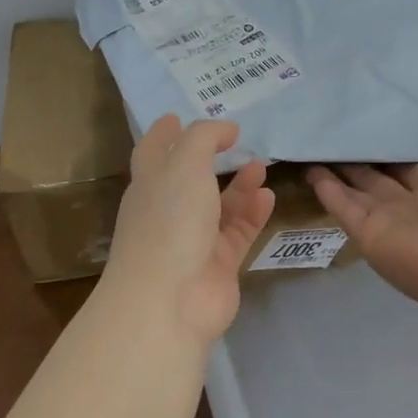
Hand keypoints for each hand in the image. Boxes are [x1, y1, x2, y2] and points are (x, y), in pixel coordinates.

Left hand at [103, 116, 275, 342]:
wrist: (169, 301)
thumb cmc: (169, 221)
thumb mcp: (184, 164)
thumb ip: (205, 138)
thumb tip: (225, 129)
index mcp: (149, 184)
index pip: (152, 151)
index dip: (163, 133)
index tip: (175, 117)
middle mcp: (168, 211)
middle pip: (188, 178)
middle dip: (208, 159)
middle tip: (234, 141)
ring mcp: (193, 240)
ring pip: (219, 206)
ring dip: (240, 185)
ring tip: (262, 167)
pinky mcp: (218, 265)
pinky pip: (238, 232)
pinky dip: (253, 214)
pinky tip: (268, 197)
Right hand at [308, 145, 417, 314]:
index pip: (415, 171)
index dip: (398, 158)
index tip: (382, 139)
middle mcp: (416, 208)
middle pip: (383, 182)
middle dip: (365, 165)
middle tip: (342, 142)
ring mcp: (391, 222)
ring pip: (359, 193)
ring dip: (340, 175)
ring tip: (318, 153)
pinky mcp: (370, 235)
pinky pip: (344, 208)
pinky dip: (327, 190)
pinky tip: (311, 170)